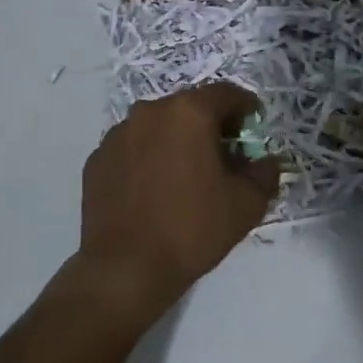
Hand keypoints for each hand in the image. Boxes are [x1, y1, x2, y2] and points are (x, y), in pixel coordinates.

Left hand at [78, 83, 279, 313]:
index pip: (226, 94)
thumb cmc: (192, 229)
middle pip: (189, 107)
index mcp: (188, 113)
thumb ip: (264, 173)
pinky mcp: (97, 160)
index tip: (253, 126)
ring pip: (158, 126)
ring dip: (176, 140)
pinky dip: (148, 158)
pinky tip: (154, 190)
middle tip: (224, 154)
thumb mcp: (246, 204)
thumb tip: (265, 161)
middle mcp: (149, 112)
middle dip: (210, 124)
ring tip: (186, 174)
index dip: (245, 107)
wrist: (126, 268)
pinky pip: (132, 148)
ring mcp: (117, 135)